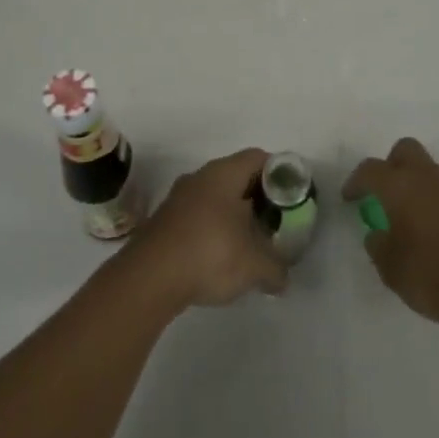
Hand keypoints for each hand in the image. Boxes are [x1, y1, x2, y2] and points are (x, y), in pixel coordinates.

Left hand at [126, 149, 287, 311]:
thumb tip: (283, 279)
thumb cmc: (209, 255)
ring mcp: (178, 198)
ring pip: (215, 197)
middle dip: (257, 197)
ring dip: (233, 215)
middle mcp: (200, 177)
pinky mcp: (164, 220)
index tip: (290, 198)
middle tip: (273, 221)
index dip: (278, 174)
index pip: (258, 158)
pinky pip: (197, 215)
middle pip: (237, 176)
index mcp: (224, 174)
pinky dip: (212, 229)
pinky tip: (219, 256)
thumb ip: (276, 269)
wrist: (148, 278)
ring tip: (248, 242)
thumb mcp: (254, 266)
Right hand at [342, 137, 438, 330]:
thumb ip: (378, 244)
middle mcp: (427, 178)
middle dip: (390, 165)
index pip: (370, 170)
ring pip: (429, 170)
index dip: (356, 181)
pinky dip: (435, 201)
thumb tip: (378, 234)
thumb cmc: (429, 275)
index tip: (350, 198)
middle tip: (383, 193)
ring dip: (415, 184)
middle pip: (405, 150)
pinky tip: (433, 230)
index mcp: (400, 186)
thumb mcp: (390, 267)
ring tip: (408, 216)